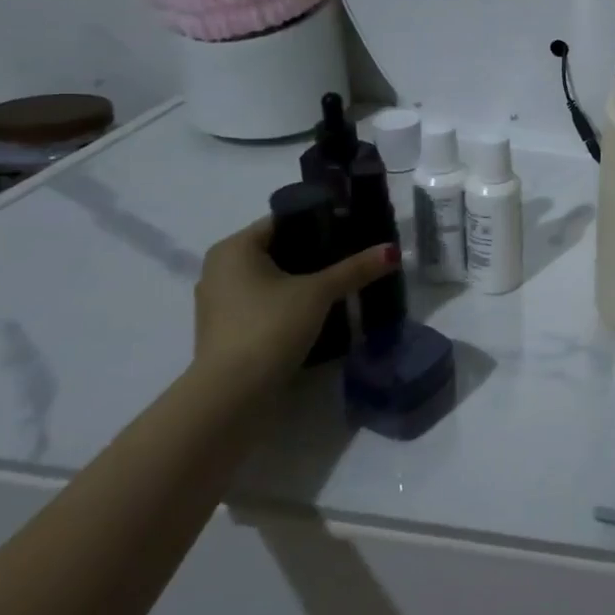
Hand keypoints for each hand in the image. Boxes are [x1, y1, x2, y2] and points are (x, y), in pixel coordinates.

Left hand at [192, 217, 396, 390]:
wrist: (232, 394)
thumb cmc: (269, 326)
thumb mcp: (319, 292)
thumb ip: (355, 268)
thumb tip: (393, 250)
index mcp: (234, 249)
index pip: (283, 220)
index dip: (320, 220)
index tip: (353, 228)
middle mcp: (220, 270)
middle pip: (279, 249)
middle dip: (316, 252)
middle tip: (355, 254)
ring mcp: (221, 302)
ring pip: (272, 278)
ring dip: (305, 279)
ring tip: (344, 281)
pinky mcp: (228, 330)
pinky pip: (266, 302)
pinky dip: (291, 301)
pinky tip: (321, 309)